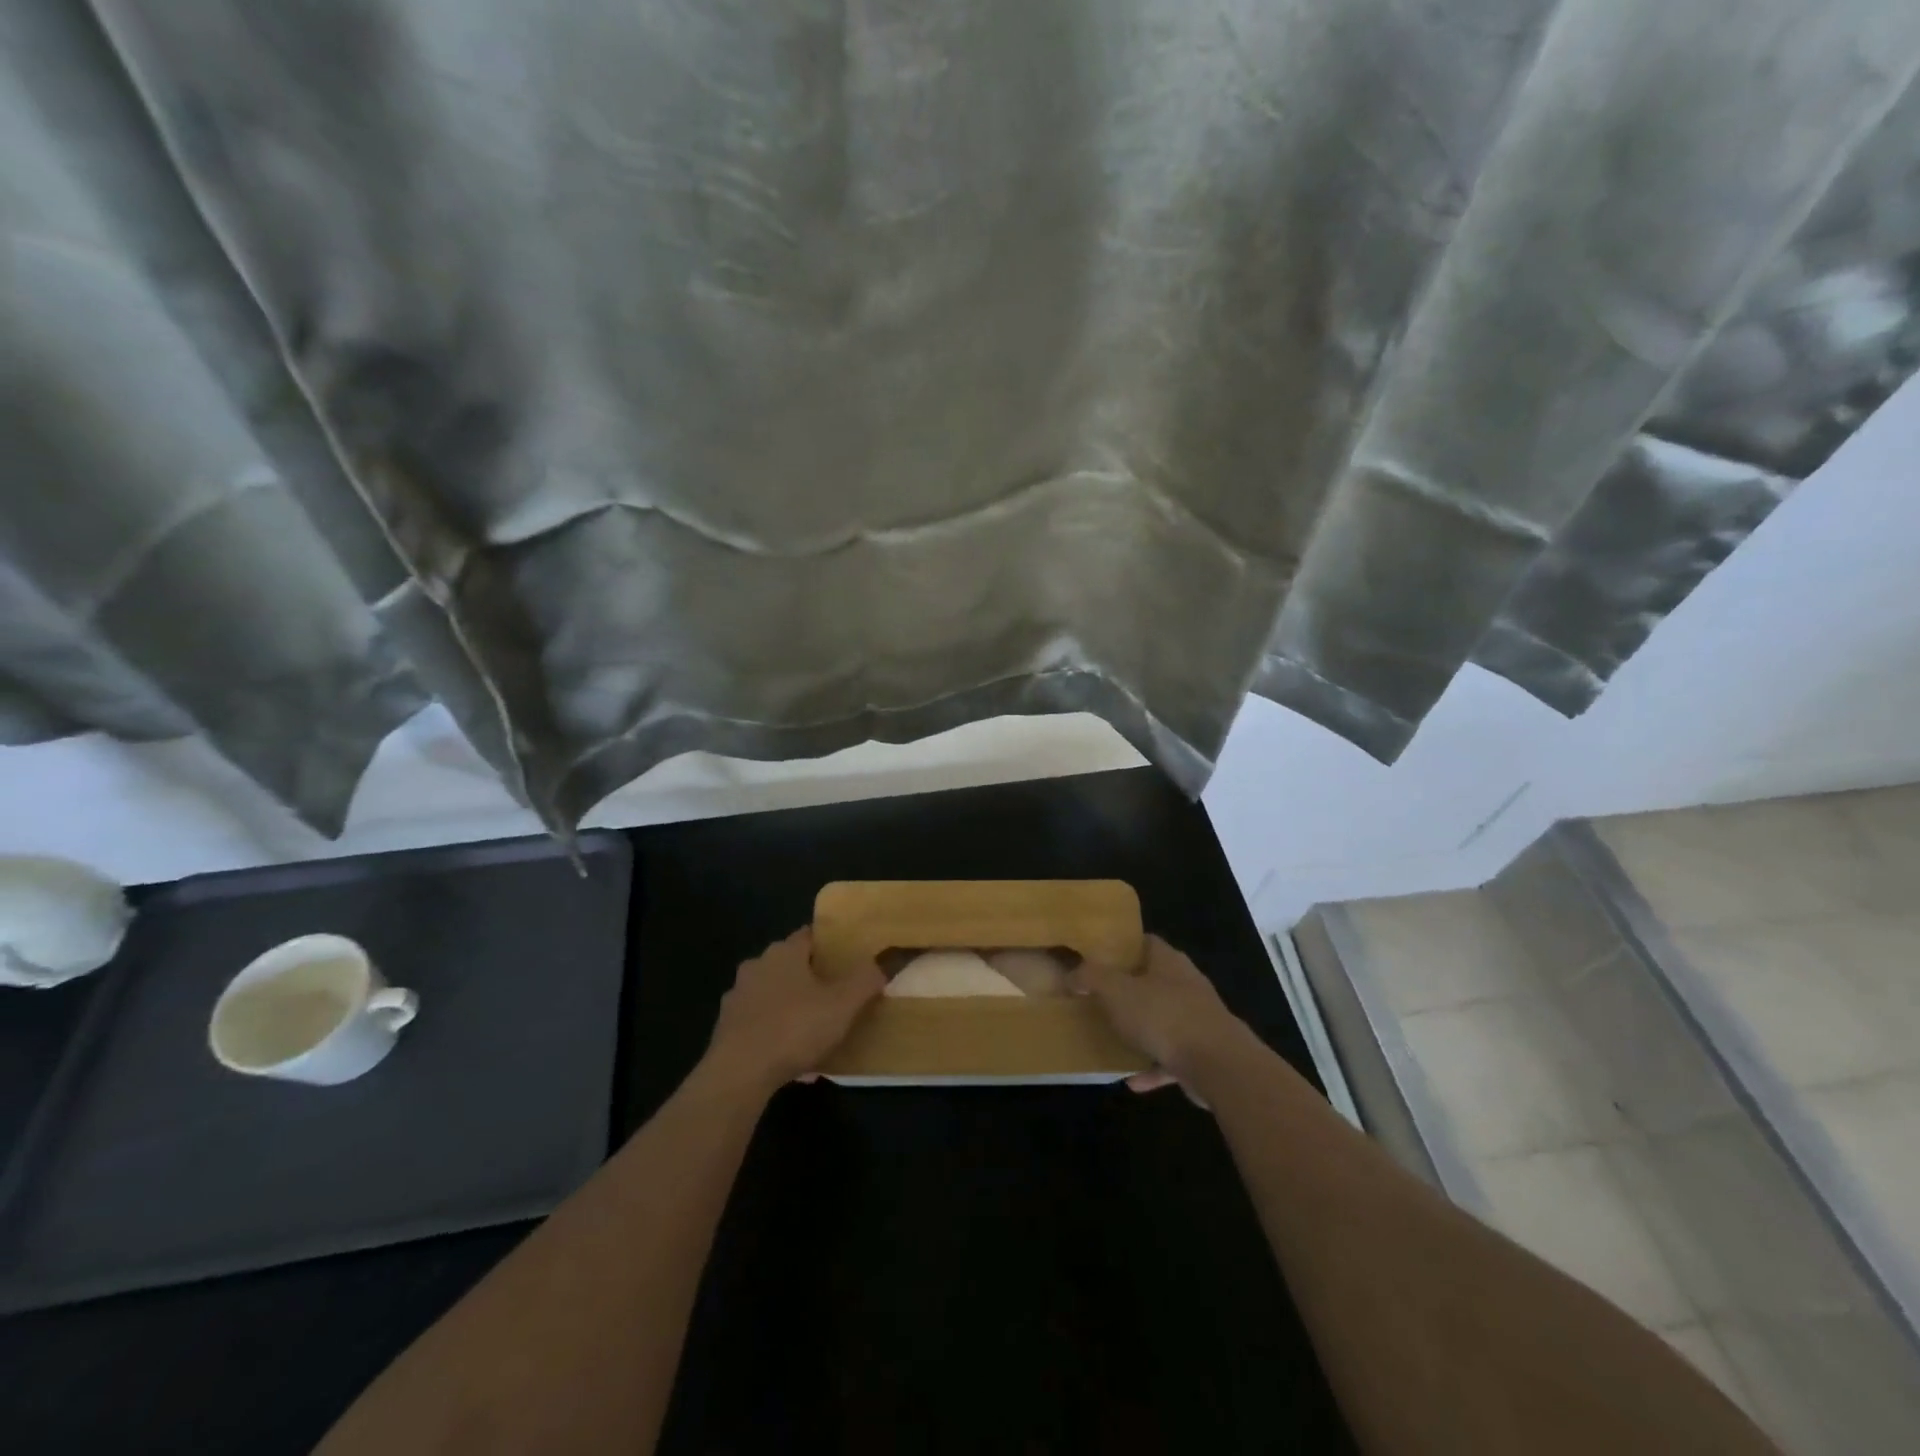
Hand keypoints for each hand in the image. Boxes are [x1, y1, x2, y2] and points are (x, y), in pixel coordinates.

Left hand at [702, 928, 884, 1094]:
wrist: (738, 1073)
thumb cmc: (794, 1029)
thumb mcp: (843, 1004)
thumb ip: (866, 980)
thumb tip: (885, 961)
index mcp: (784, 952)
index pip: (810, 935)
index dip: (830, 945)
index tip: (848, 959)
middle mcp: (757, 965)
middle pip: (790, 963)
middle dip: (810, 976)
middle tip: (835, 994)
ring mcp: (737, 996)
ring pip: (772, 993)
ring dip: (791, 1005)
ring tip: (814, 1029)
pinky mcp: (726, 1027)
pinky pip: (759, 1022)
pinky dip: (774, 1030)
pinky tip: (790, 1055)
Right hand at [1072, 935, 1252, 1100]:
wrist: (1218, 1065)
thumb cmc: (1163, 1016)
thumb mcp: (1115, 991)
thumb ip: (1090, 978)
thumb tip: (1071, 974)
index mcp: (1168, 961)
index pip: (1144, 942)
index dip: (1121, 946)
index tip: (1097, 956)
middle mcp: (1186, 984)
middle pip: (1153, 980)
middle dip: (1128, 988)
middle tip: (1097, 996)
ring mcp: (1198, 1019)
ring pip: (1162, 1019)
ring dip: (1141, 1030)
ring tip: (1112, 1037)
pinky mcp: (1203, 1052)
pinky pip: (1170, 1057)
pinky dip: (1152, 1067)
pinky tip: (1131, 1080)